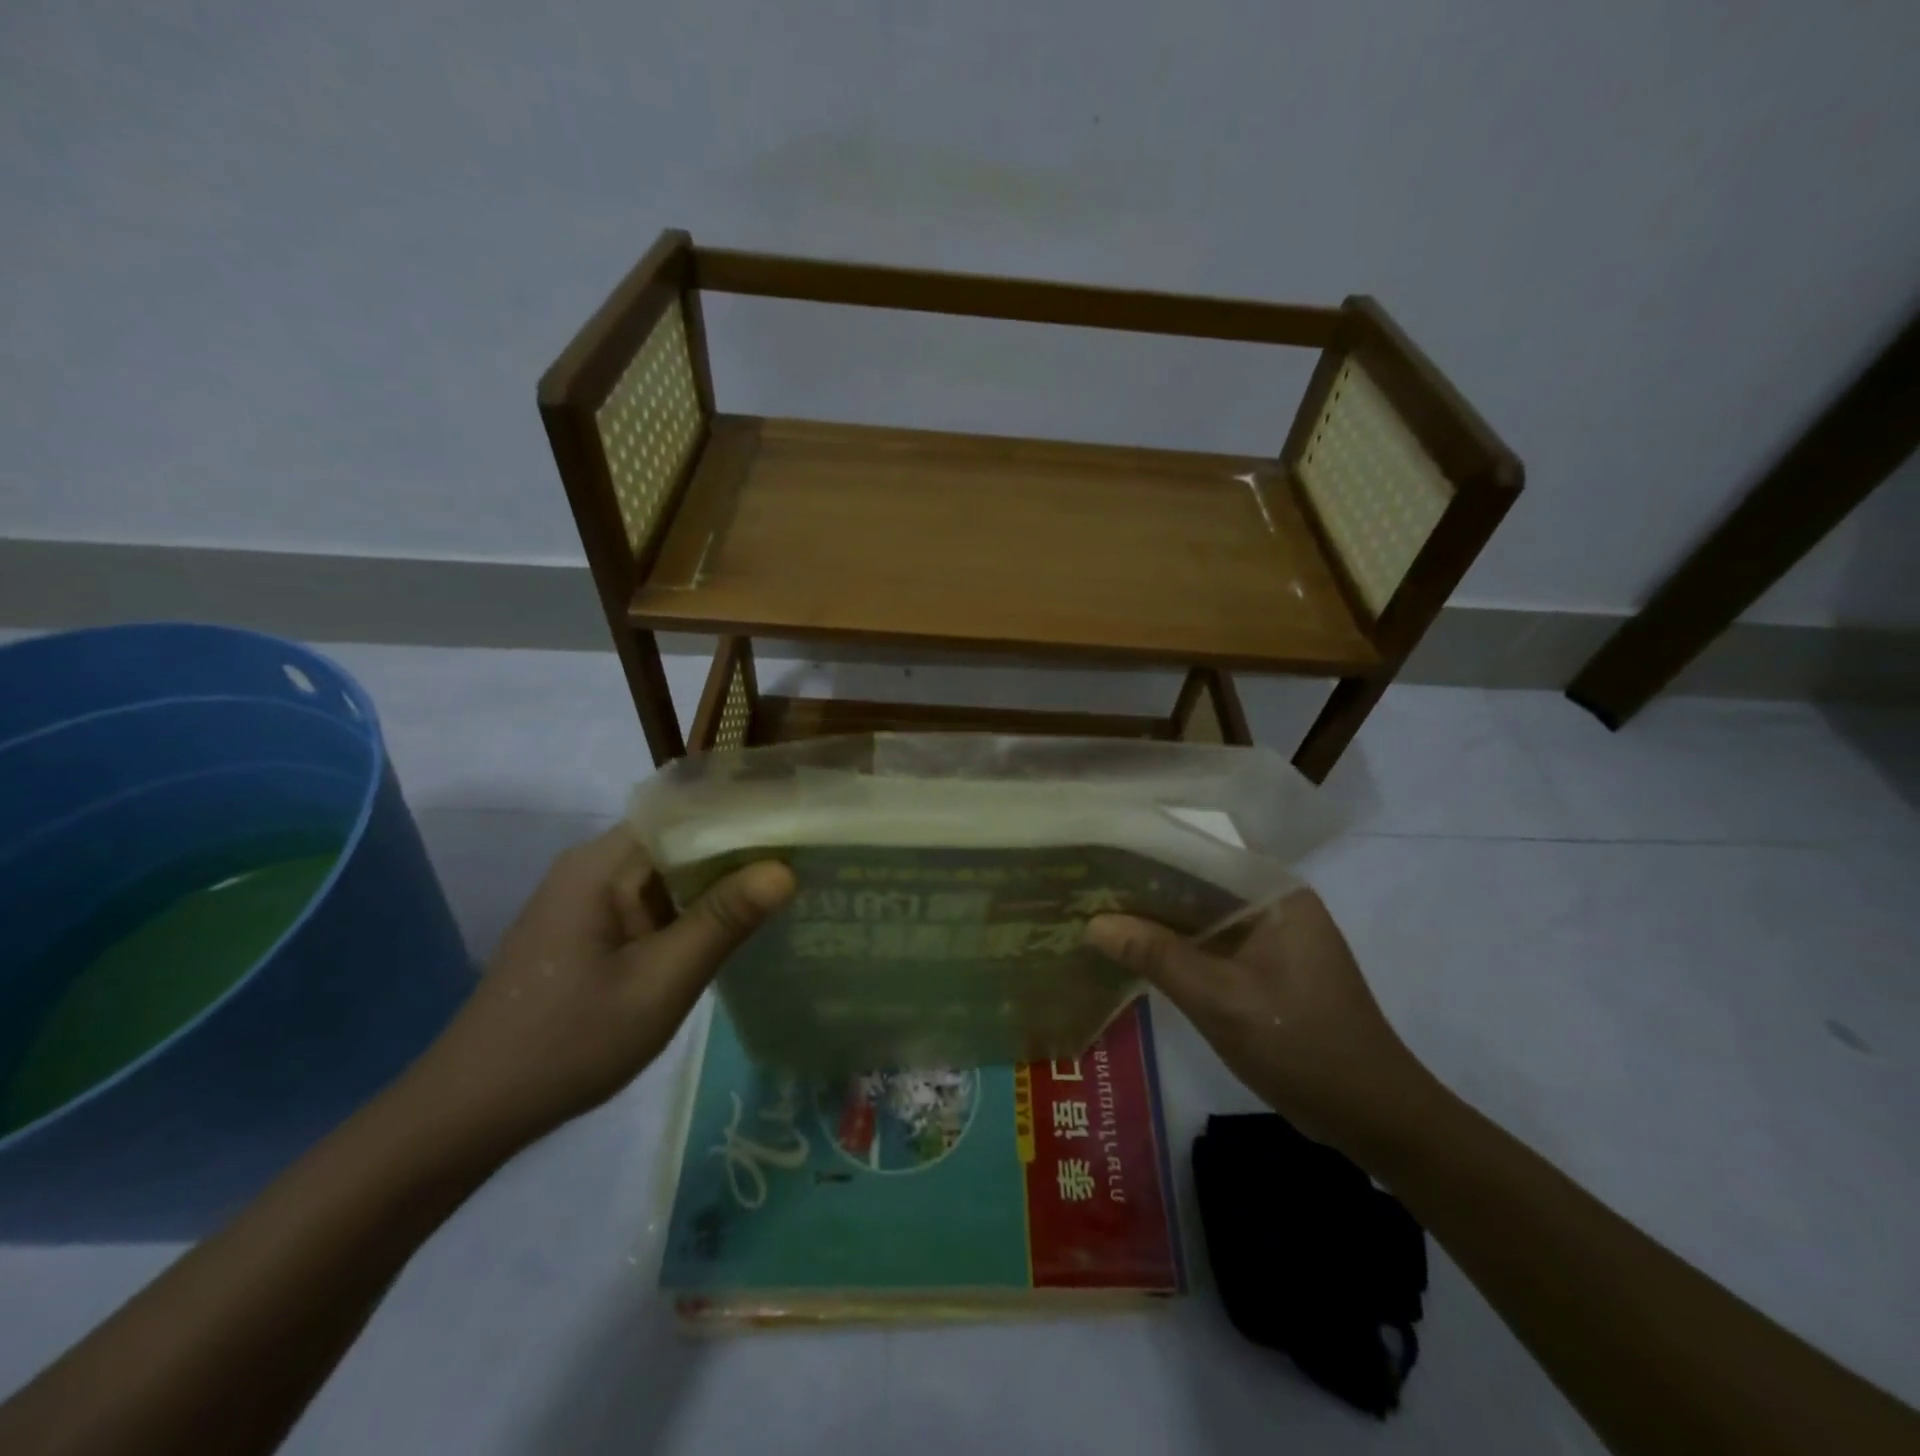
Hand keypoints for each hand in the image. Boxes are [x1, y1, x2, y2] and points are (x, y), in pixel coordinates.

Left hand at [410, 826, 793, 1153]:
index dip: (743, 813)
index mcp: (603, 863)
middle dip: (741, 848)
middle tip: (808, 858)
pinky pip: (655, 901)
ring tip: (789, 884)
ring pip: (671, 872)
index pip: (686, 811)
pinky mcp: (592, 928)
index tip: (798, 824)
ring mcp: (590, 899)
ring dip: (721, 880)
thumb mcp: (658, 984)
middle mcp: (594, 866)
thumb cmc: (568, 1042)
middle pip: (681, 838)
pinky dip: (695, 908)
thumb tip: (784, 870)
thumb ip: (722, 923)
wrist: (471, 1111)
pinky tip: (737, 924)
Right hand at [1087, 888, 1431, 1150]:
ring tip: (1097, 913)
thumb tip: (1093, 922)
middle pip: (1195, 885)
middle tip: (1084, 887)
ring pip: (1201, 917)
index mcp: (1273, 893)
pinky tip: (1135, 951)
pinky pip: (1212, 944)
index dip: (1143, 855)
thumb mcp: (1218, 999)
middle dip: (1143, 890)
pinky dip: (1177, 947)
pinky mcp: (1266, 967)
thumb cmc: (1300, 1045)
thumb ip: (1155, 955)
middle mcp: (1273, 903)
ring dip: (1157, 921)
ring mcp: (1271, 936)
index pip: (1197, 855)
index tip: (1095, 857)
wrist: (1372, 1116)